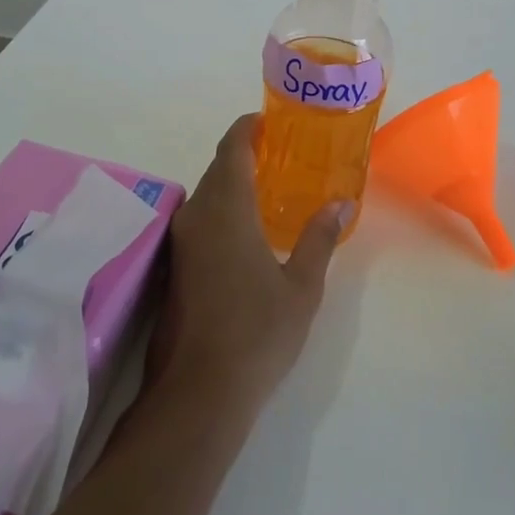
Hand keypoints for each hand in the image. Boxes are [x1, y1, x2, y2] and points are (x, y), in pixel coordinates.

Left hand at [146, 115, 348, 420]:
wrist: (197, 394)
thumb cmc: (257, 333)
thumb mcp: (301, 286)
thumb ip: (319, 238)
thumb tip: (340, 202)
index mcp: (226, 209)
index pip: (232, 148)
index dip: (247, 128)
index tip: (269, 120)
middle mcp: (196, 216)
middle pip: (218, 170)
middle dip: (245, 156)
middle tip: (282, 157)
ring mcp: (181, 243)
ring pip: (206, 196)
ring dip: (233, 185)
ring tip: (270, 190)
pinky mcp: (174, 268)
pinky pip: (199, 221)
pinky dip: (222, 211)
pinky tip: (247, 232)